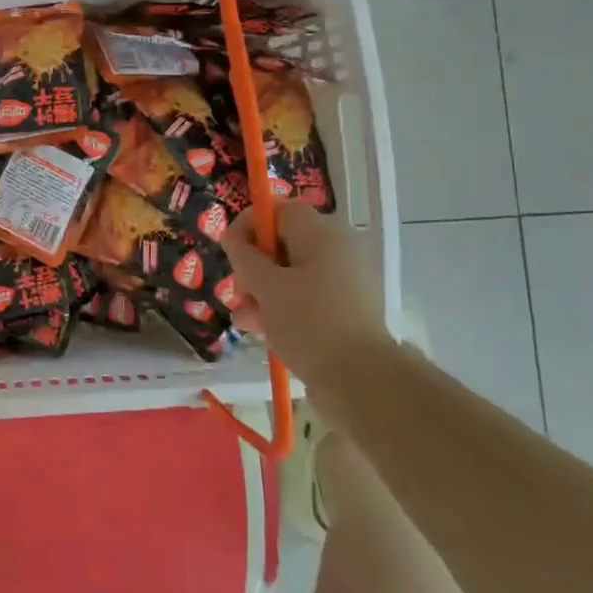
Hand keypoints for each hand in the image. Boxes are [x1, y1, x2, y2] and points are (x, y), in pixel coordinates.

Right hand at [222, 201, 390, 385]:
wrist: (362, 382)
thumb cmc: (308, 324)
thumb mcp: (266, 286)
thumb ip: (244, 255)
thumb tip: (233, 236)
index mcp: (323, 234)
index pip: (279, 210)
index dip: (250, 224)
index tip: (230, 250)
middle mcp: (338, 250)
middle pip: (283, 244)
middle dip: (253, 267)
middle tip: (239, 292)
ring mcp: (345, 281)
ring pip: (291, 274)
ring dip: (263, 291)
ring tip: (245, 320)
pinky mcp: (346, 310)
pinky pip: (306, 296)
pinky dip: (284, 307)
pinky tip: (263, 331)